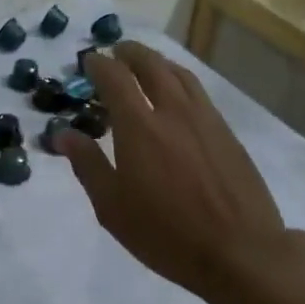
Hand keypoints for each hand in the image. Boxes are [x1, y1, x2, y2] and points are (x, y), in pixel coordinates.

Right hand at [57, 41, 288, 301]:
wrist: (241, 252)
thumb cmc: (167, 233)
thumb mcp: (113, 208)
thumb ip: (87, 164)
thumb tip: (63, 134)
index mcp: (139, 126)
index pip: (115, 77)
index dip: (98, 64)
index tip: (88, 61)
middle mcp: (172, 110)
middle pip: (150, 64)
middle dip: (129, 52)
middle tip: (116, 51)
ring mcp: (204, 118)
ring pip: (178, 73)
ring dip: (157, 61)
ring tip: (145, 64)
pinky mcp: (226, 132)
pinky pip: (198, 91)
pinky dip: (179, 80)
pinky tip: (177, 95)